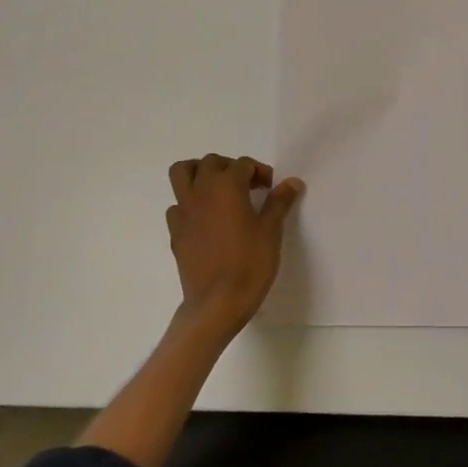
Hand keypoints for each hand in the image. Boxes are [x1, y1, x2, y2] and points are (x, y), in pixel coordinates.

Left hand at [166, 154, 303, 335]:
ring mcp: (184, 211)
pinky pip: (177, 205)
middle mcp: (201, 191)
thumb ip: (279, 202)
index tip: (272, 189)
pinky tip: (205, 220)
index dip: (260, 172)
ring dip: (199, 173)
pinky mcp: (175, 231)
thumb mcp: (271, 231)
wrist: (217, 303)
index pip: (243, 165)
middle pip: (211, 162)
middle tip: (248, 186)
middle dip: (230, 167)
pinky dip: (189, 204)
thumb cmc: (249, 264)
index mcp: (227, 186)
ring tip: (217, 190)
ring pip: (182, 173)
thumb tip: (292, 182)